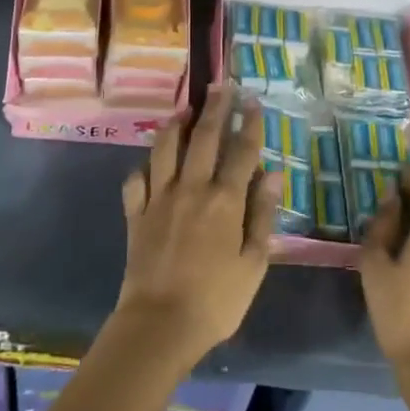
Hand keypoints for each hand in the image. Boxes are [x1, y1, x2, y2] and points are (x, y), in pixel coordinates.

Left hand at [114, 86, 278, 374]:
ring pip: (166, 148)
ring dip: (177, 124)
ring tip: (185, 109)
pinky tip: (150, 162)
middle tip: (221, 85)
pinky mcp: (136, 213)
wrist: (159, 326)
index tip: (253, 101)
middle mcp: (191, 188)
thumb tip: (273, 176)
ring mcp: (159, 197)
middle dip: (215, 107)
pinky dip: (144, 166)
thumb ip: (263, 216)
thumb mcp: (254, 264)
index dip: (249, 123)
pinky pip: (137, 179)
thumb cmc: (216, 301)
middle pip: (204, 137)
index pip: (241, 151)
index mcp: (225, 200)